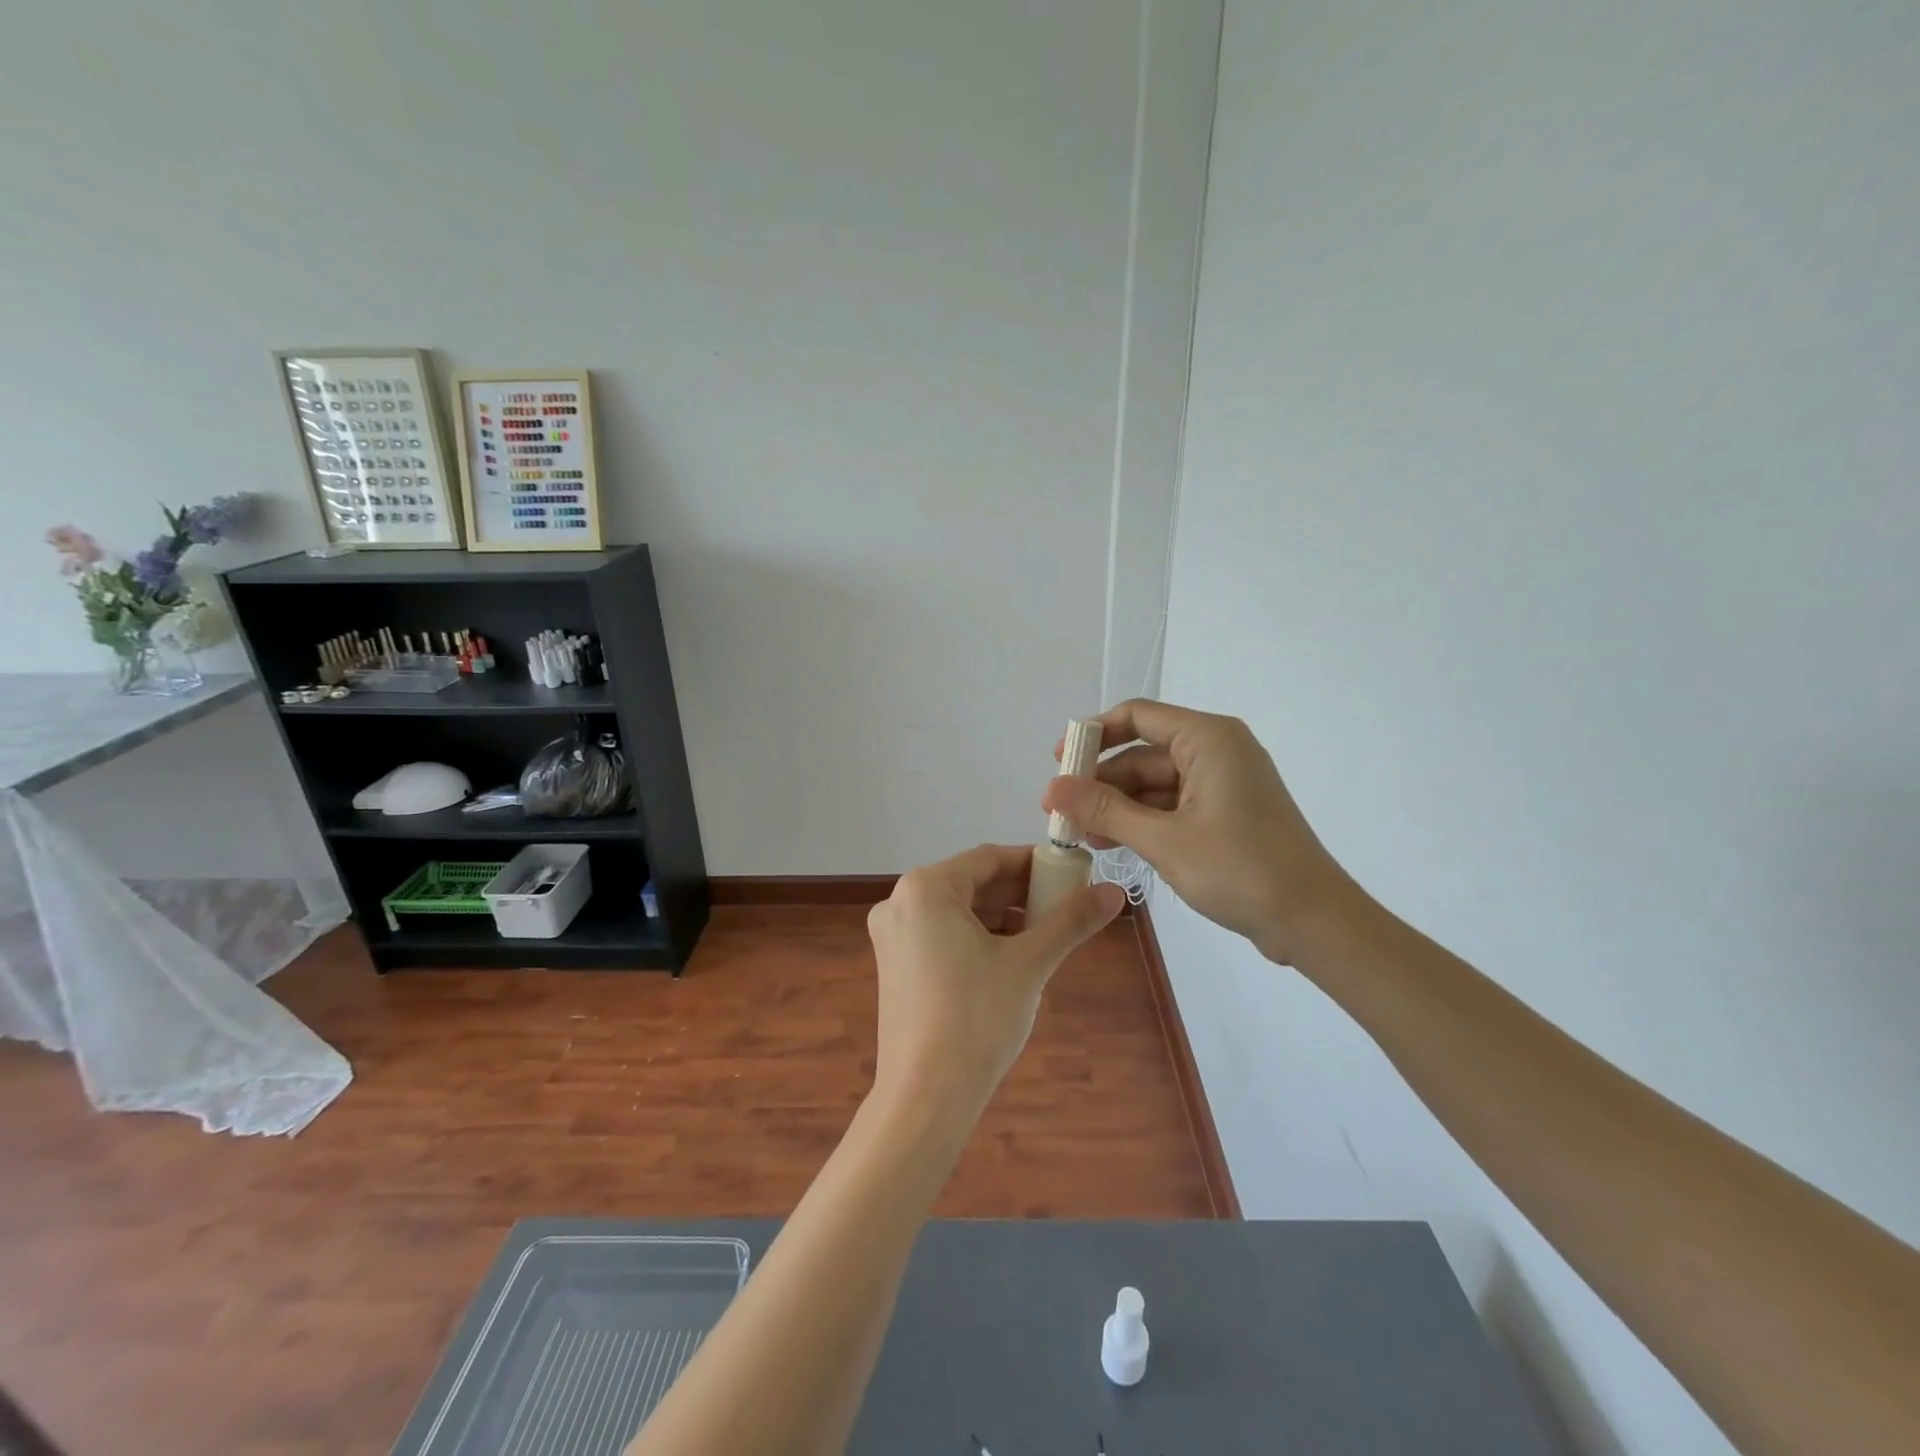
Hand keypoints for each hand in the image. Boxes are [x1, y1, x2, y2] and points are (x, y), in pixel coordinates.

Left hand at [866, 844, 1125, 1121]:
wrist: (925, 1097)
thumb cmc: (977, 1018)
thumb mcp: (1030, 963)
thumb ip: (1071, 921)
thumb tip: (1115, 892)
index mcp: (925, 888)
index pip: (989, 858)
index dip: (1035, 864)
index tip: (1073, 874)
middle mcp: (900, 902)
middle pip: (972, 883)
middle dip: (1021, 893)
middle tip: (1065, 906)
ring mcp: (894, 936)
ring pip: (959, 911)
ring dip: (1003, 917)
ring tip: (1047, 933)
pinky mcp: (895, 966)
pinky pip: (943, 934)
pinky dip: (979, 938)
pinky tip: (1013, 957)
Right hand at [1042, 699, 1364, 965]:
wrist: (1313, 921)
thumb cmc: (1241, 869)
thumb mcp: (1164, 840)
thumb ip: (1105, 810)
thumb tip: (1052, 788)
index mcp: (1208, 739)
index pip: (1137, 716)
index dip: (1093, 734)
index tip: (1058, 761)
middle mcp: (1216, 751)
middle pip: (1142, 753)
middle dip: (1100, 782)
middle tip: (1059, 811)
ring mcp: (1222, 784)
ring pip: (1153, 784)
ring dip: (1116, 807)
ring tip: (1078, 835)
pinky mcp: (1225, 814)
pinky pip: (1171, 806)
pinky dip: (1141, 821)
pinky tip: (1110, 844)